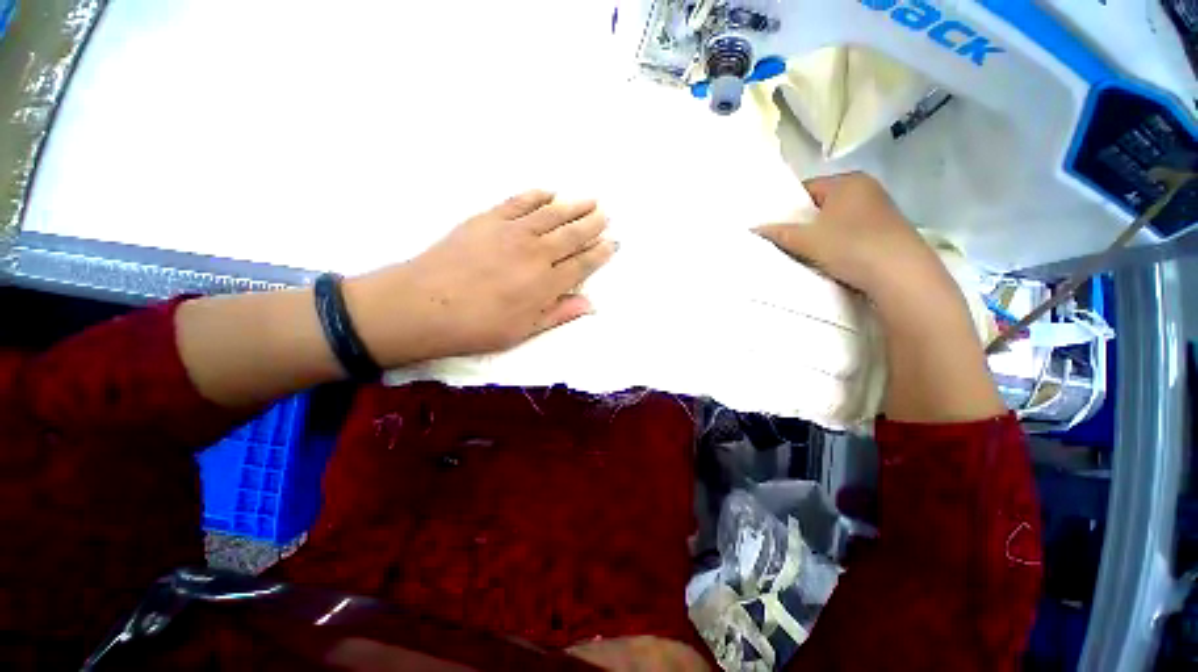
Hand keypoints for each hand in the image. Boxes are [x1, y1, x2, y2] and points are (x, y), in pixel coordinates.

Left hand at [345, 190, 616, 365]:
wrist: (423, 305)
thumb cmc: (477, 327)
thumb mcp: (523, 331)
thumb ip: (559, 314)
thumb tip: (590, 304)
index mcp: (545, 283)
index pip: (581, 264)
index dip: (599, 254)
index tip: (613, 243)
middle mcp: (535, 253)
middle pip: (571, 234)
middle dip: (592, 224)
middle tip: (606, 214)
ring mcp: (511, 232)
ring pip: (551, 214)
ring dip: (573, 206)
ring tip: (590, 199)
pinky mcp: (488, 219)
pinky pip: (519, 201)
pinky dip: (536, 195)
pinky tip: (549, 192)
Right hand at [756, 171, 1004, 421]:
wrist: (902, 275)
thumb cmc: (851, 246)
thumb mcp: (807, 240)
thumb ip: (779, 233)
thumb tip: (754, 229)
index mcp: (847, 181)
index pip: (806, 188)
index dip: (786, 207)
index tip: (774, 226)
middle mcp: (866, 189)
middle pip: (821, 204)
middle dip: (804, 222)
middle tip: (786, 240)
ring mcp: (881, 210)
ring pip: (837, 219)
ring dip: (821, 234)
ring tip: (806, 252)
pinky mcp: (888, 231)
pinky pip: (851, 231)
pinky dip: (838, 242)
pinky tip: (832, 258)